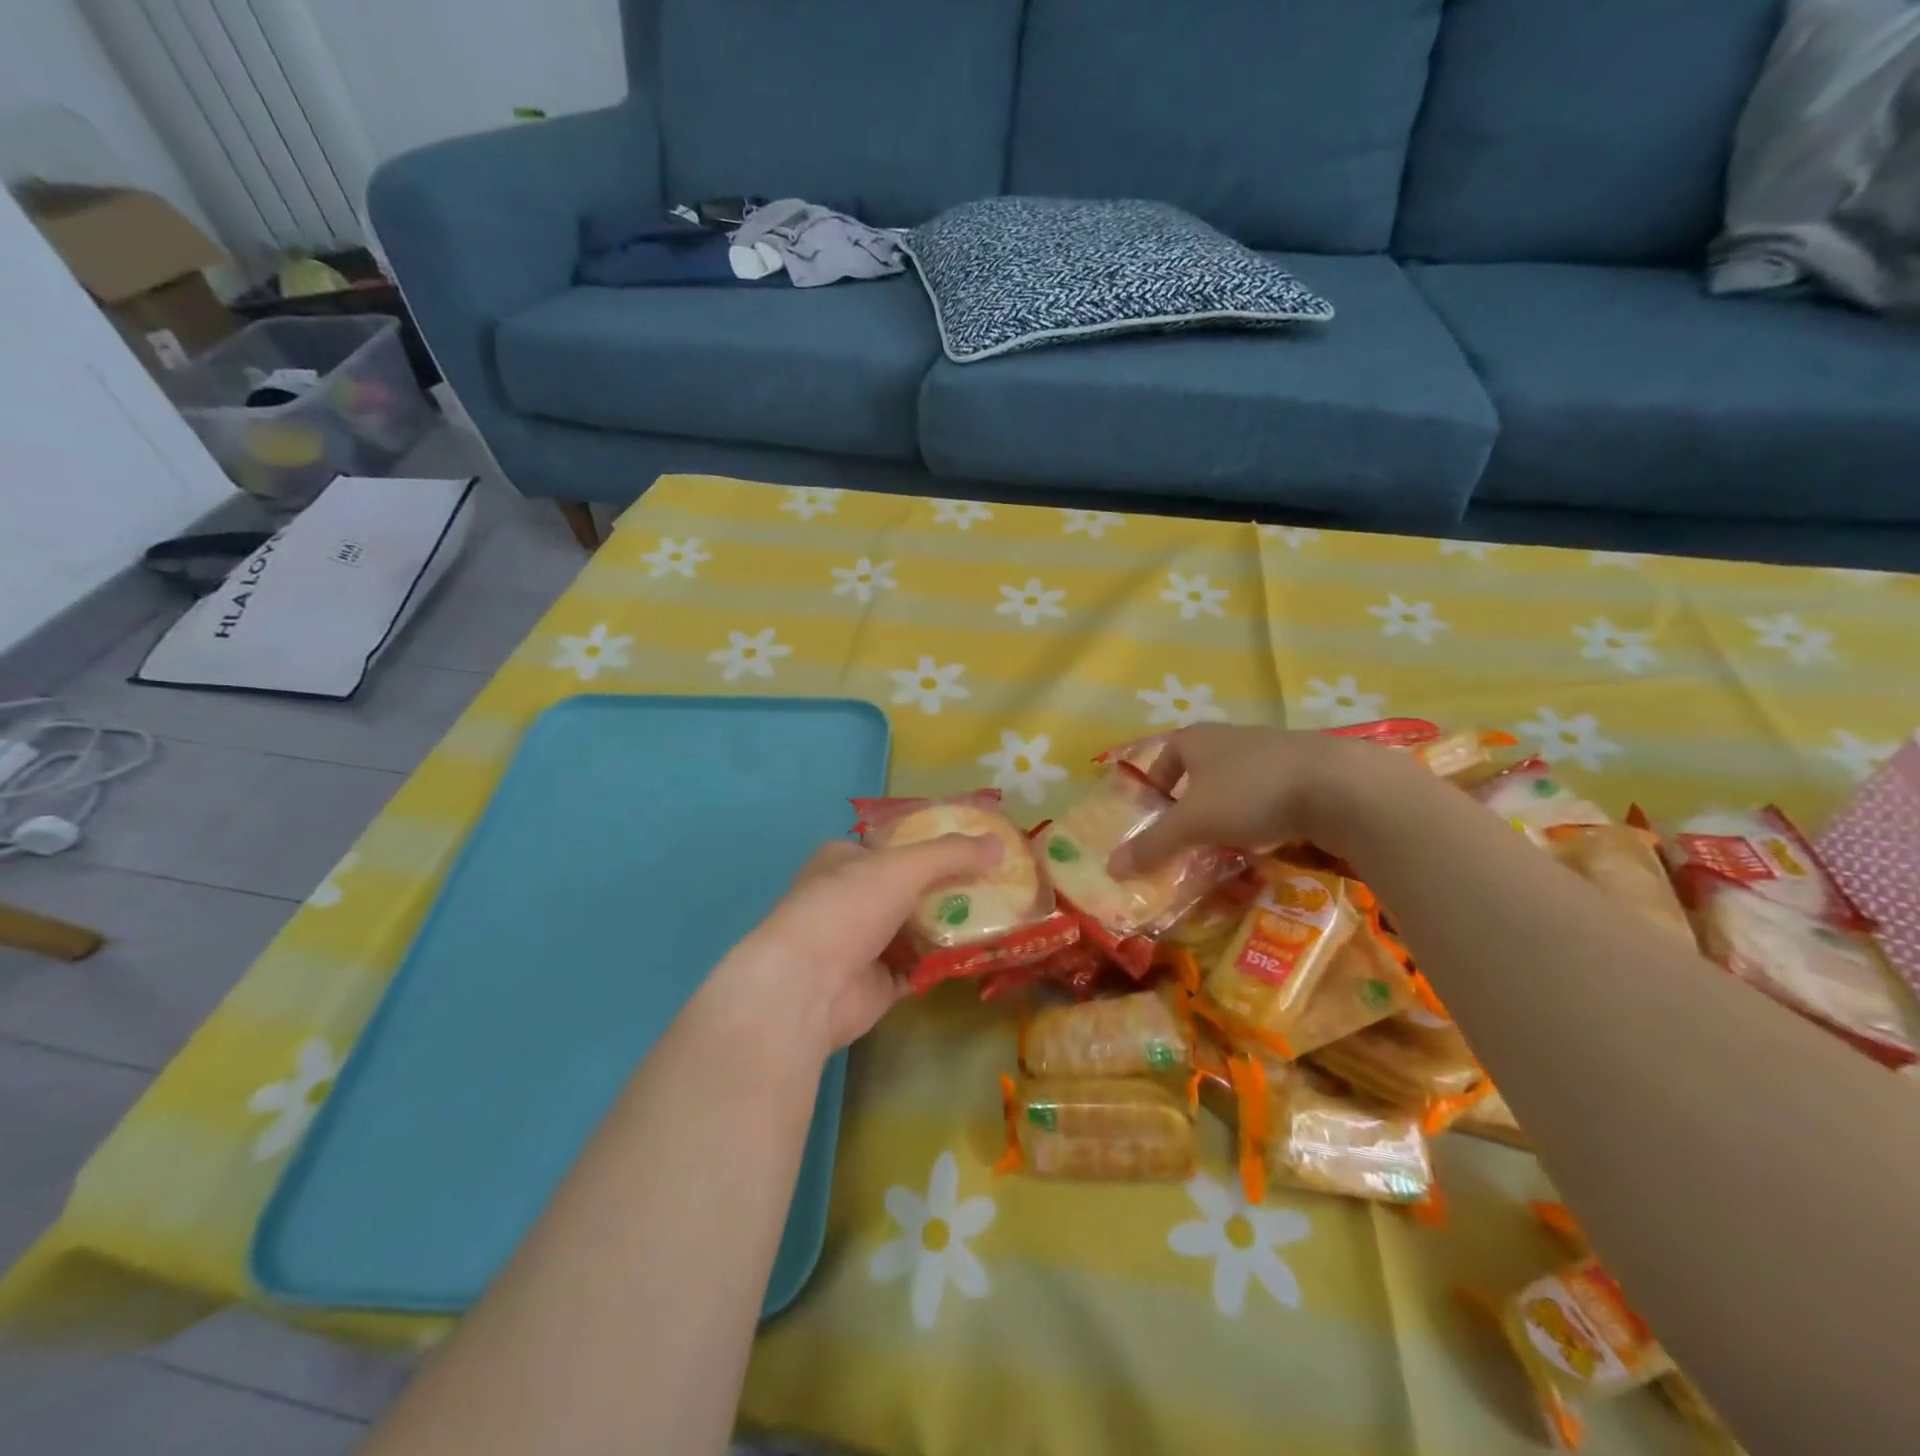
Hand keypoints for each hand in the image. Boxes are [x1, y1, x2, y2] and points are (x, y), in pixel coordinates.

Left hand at [701, 834, 1003, 1062]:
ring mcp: (862, 943)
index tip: (975, 847)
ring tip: (1000, 915)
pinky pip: (919, 967)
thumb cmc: (848, 907)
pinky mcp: (876, 983)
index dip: (932, 843)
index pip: (894, 845)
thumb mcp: (903, 866)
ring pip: (916, 928)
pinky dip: (945, 961)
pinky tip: (980, 953)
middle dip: (949, 887)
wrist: (807, 987)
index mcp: (845, 860)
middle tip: (996, 883)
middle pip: (909, 887)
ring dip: (951, 925)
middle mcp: (851, 898)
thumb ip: (952, 854)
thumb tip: (999, 843)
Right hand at [1109, 725, 1401, 876]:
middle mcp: (1231, 738)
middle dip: (1192, 802)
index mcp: (1197, 739)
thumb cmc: (1250, 793)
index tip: (1156, 814)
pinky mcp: (1307, 769)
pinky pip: (1270, 793)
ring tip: (1227, 843)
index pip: (1164, 756)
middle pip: (1200, 770)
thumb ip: (1153, 845)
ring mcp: (1272, 750)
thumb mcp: (1193, 823)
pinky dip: (1262, 814)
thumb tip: (1111, 868)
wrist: (1340, 785)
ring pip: (1237, 782)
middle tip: (1188, 836)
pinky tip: (1269, 838)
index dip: (1155, 783)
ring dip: (1228, 810)